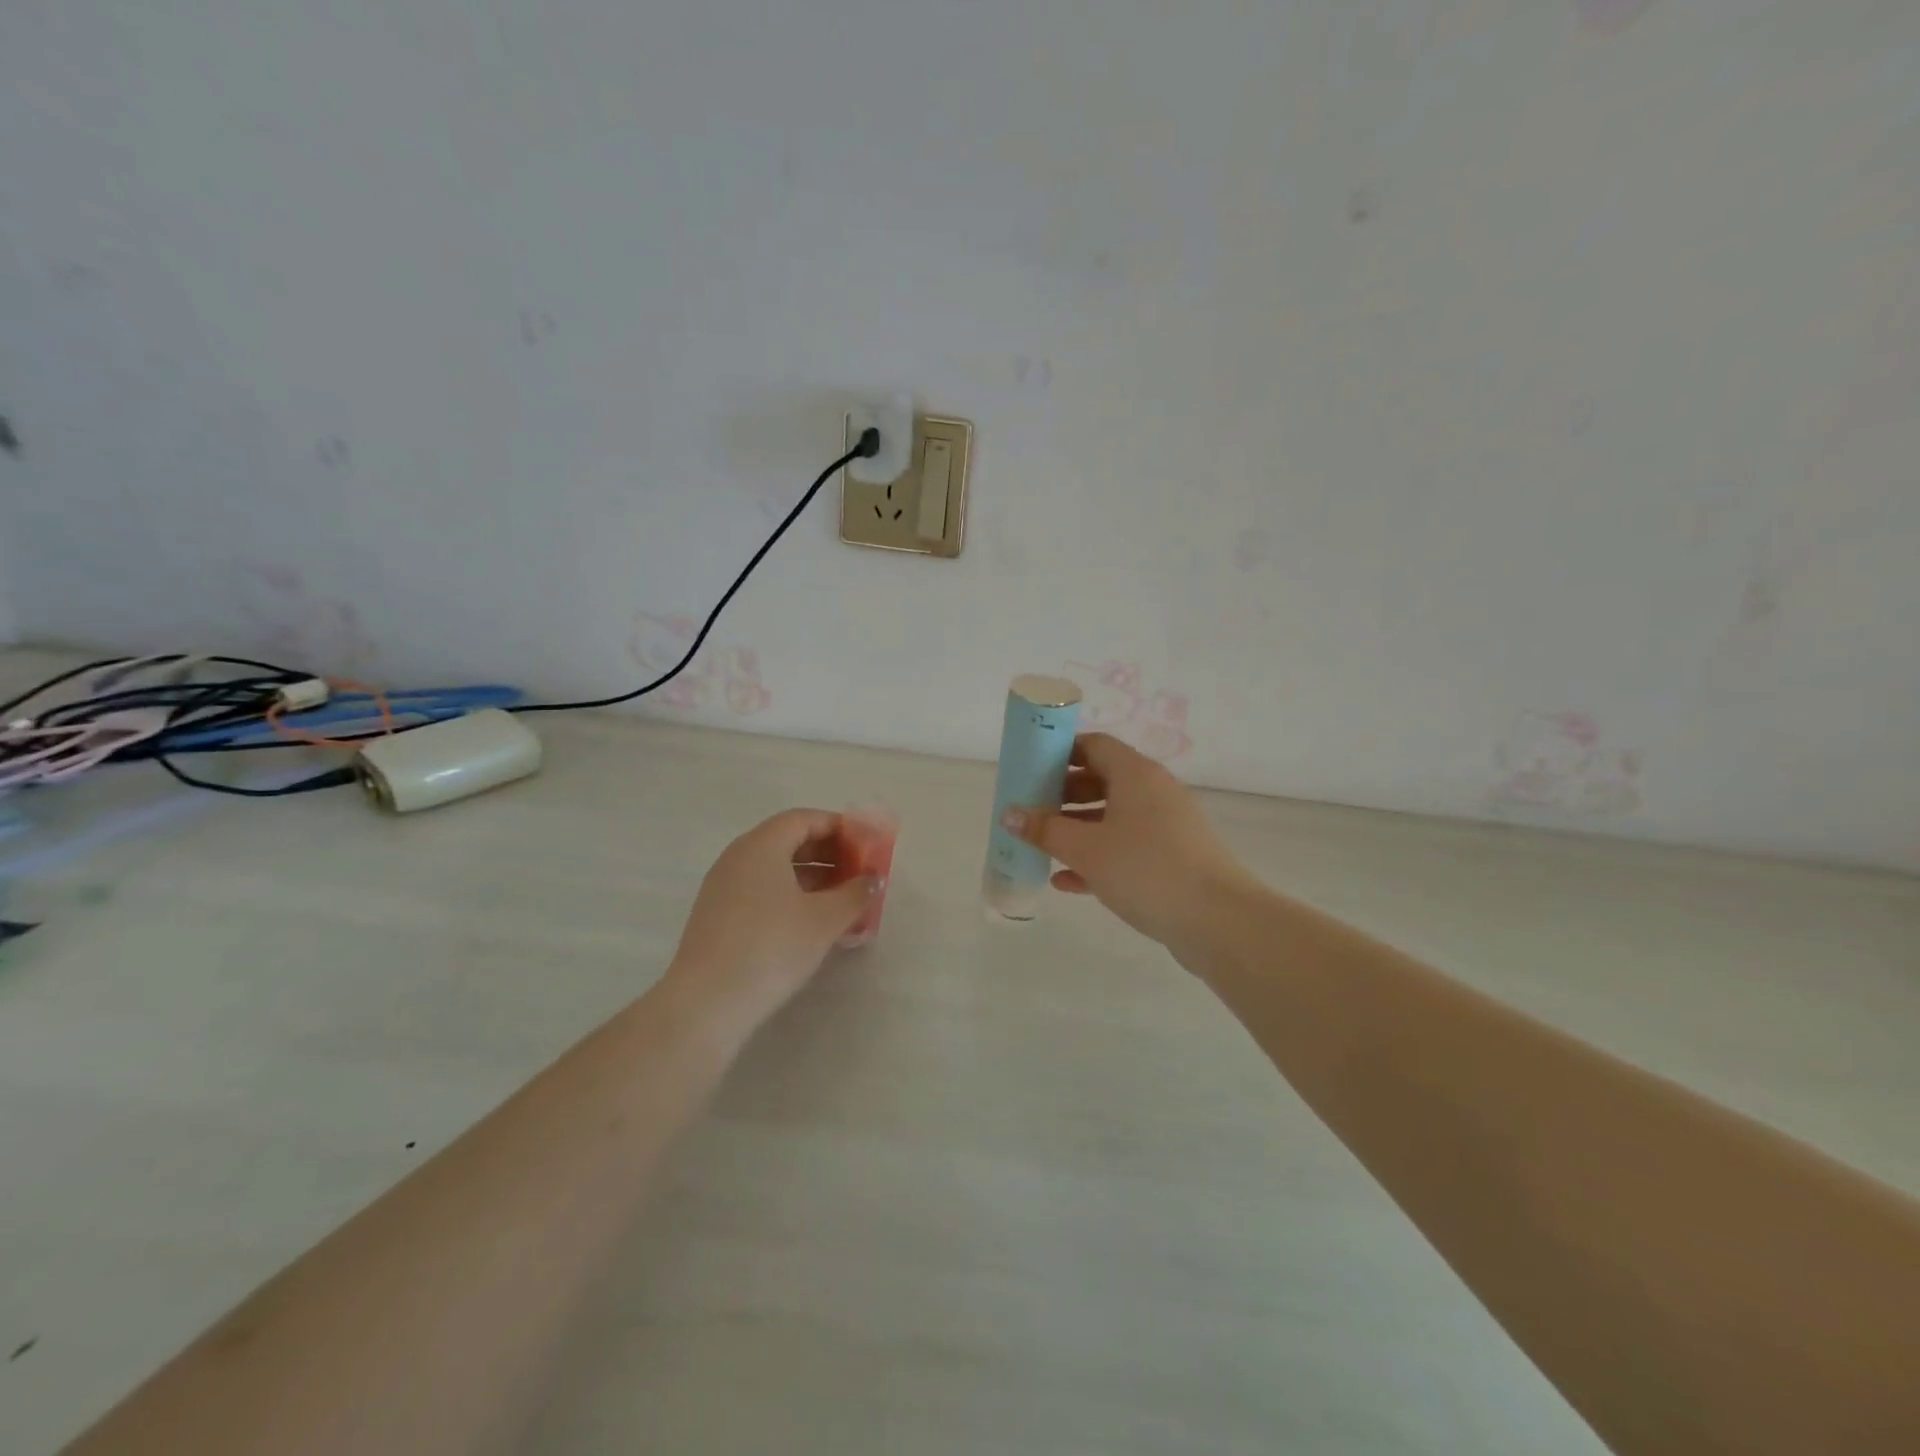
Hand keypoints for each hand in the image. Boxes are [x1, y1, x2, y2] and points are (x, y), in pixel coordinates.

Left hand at [663, 808, 878, 1036]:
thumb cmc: (772, 947)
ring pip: (773, 868)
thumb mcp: (824, 919)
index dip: (838, 827)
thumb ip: (855, 893)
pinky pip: (759, 890)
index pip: (803, 819)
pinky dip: (789, 895)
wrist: (707, 1003)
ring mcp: (722, 886)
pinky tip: (810, 923)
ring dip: (810, 877)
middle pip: (787, 840)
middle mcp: (737, 857)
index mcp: (761, 846)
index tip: (864, 844)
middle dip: (827, 853)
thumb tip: (872, 878)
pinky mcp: (716, 915)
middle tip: (857, 872)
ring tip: (840, 900)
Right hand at [1001, 733, 1252, 949]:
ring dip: (1077, 829)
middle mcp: (1154, 792)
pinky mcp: (1173, 858)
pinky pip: (1128, 847)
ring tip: (1043, 847)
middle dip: (1063, 795)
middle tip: (1032, 812)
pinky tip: (1067, 882)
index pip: (1094, 745)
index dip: (1060, 753)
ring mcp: (1167, 826)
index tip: (1031, 770)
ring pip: (1113, 817)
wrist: (1217, 920)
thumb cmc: (1145, 869)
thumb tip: (1009, 814)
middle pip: (1102, 780)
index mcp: (1136, 774)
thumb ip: (1045, 830)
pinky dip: (1099, 857)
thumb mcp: (1086, 848)